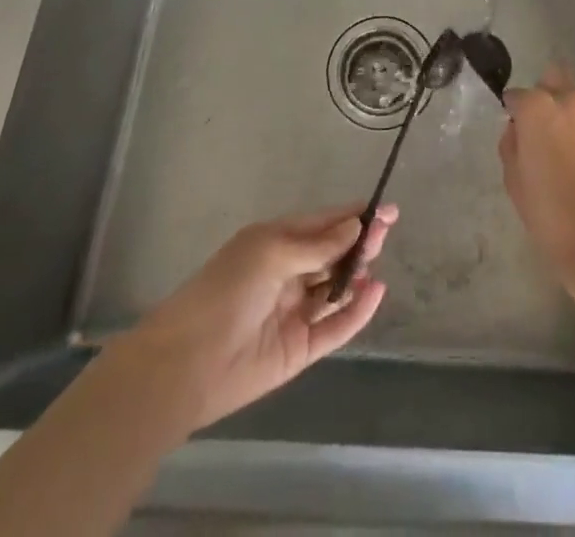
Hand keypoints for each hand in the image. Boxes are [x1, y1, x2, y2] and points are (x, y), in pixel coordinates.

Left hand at [128, 203, 396, 433]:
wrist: (188, 365)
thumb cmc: (226, 291)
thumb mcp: (271, 254)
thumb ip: (316, 245)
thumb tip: (354, 226)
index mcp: (276, 242)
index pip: (322, 224)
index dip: (352, 215)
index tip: (386, 209)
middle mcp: (288, 273)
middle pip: (333, 253)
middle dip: (359, 240)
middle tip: (386, 230)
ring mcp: (295, 311)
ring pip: (336, 288)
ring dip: (358, 273)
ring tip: (377, 261)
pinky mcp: (300, 348)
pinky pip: (336, 327)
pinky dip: (357, 311)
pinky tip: (375, 292)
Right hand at [500, 68, 574, 283]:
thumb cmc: (549, 215)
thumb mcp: (513, 180)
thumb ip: (512, 142)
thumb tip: (520, 128)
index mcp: (539, 107)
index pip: (520, 95)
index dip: (517, 111)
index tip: (519, 128)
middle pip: (558, 81)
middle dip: (552, 99)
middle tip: (554, 134)